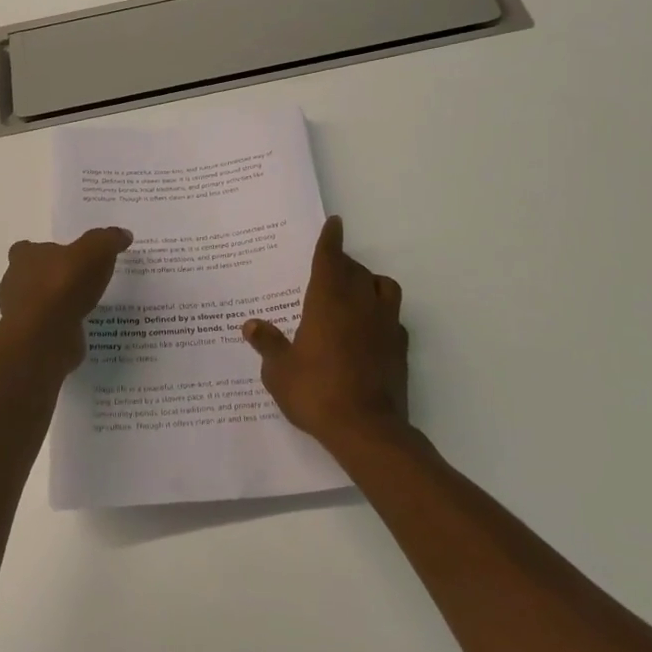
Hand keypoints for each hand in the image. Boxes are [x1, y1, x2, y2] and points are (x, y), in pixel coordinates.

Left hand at [0, 227, 132, 375]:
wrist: (45, 336)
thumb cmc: (63, 285)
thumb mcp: (94, 251)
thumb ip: (108, 240)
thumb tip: (123, 234)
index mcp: (24, 257)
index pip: (27, 249)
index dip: (46, 252)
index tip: (66, 257)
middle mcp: (15, 283)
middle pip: (32, 276)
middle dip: (52, 279)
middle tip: (80, 282)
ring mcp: (20, 314)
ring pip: (39, 304)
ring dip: (57, 305)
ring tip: (85, 307)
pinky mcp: (30, 339)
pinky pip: (48, 329)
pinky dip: (61, 328)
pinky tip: (82, 329)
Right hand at [242, 216, 409, 452]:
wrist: (366, 429)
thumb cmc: (316, 392)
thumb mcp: (280, 371)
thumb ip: (268, 344)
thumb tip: (251, 325)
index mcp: (328, 301)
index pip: (330, 259)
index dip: (330, 240)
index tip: (334, 223)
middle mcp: (359, 304)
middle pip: (355, 270)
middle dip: (343, 264)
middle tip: (329, 270)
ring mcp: (385, 324)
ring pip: (383, 286)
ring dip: (369, 282)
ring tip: (355, 293)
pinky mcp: (400, 347)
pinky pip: (393, 317)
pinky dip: (382, 314)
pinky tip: (370, 329)